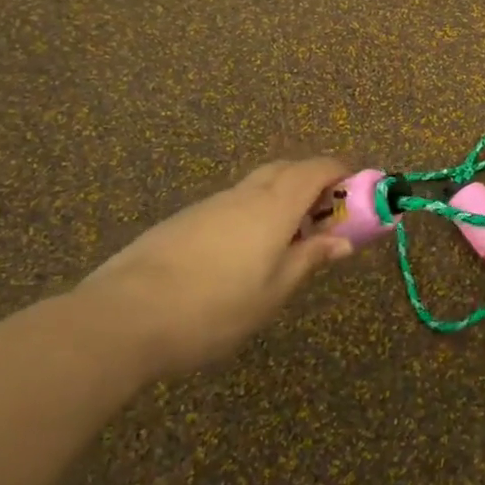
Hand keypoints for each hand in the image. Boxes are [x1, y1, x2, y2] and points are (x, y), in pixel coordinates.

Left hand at [72, 157, 354, 379]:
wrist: (124, 316)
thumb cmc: (214, 308)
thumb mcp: (273, 292)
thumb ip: (309, 260)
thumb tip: (343, 241)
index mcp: (274, 206)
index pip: (316, 169)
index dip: (342, 170)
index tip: (360, 186)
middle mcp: (244, 195)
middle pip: (286, 169)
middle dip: (313, 180)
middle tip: (328, 213)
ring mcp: (210, 205)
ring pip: (256, 186)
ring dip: (282, 198)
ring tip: (288, 239)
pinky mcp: (183, 221)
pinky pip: (232, 204)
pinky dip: (253, 213)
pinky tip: (243, 253)